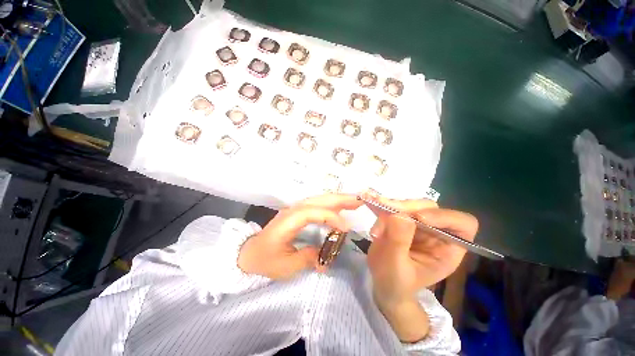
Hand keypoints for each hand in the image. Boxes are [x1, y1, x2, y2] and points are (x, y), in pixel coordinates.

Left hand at [238, 194, 361, 279]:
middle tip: (360, 200)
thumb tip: (325, 258)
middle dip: (340, 199)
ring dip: (337, 199)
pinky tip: (340, 208)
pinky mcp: (298, 212)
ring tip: (354, 201)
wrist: (250, 253)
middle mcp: (293, 210)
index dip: (330, 217)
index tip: (346, 228)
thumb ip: (308, 258)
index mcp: (288, 221)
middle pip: (318, 199)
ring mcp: (295, 209)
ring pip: (319, 199)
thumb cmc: (265, 260)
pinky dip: (330, 204)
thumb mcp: (286, 266)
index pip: (312, 212)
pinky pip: (317, 204)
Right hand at [367, 198, 478, 304]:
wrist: (383, 283)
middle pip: (428, 207)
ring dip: (388, 207)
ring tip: (374, 222)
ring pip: (407, 204)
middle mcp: (435, 231)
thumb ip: (399, 242)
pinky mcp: (400, 219)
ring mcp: (416, 224)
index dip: (443, 216)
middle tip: (383, 213)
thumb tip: (400, 215)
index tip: (418, 218)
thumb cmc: (395, 283)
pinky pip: (392, 206)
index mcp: (447, 248)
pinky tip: (369, 203)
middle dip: (405, 208)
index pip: (462, 223)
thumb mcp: (396, 267)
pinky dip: (380, 204)